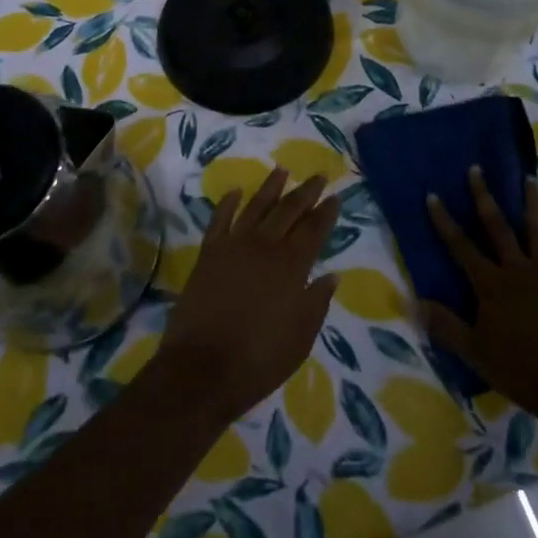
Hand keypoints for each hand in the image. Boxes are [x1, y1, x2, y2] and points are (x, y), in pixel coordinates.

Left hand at [154, 168, 338, 425]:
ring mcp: (233, 246)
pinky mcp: (208, 253)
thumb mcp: (300, 339)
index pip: (314, 231)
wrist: (202, 367)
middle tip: (318, 176)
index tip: (336, 196)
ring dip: (270, 187)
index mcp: (291, 268)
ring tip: (282, 170)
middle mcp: (264, 247)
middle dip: (305, 192)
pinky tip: (235, 191)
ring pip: (256, 207)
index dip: (326, 213)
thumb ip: (316, 303)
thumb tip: (331, 276)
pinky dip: (227, 203)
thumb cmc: (259, 360)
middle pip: (288, 211)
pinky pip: (219, 219)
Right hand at [423, 167, 537, 415]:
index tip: (433, 195)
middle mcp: (519, 271)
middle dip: (485, 197)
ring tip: (528, 180)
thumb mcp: (474, 352)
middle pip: (499, 228)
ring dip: (533, 205)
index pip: (461, 246)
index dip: (444, 221)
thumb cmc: (519, 370)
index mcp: (491, 285)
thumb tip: (413, 301)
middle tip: (477, 169)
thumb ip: (444, 325)